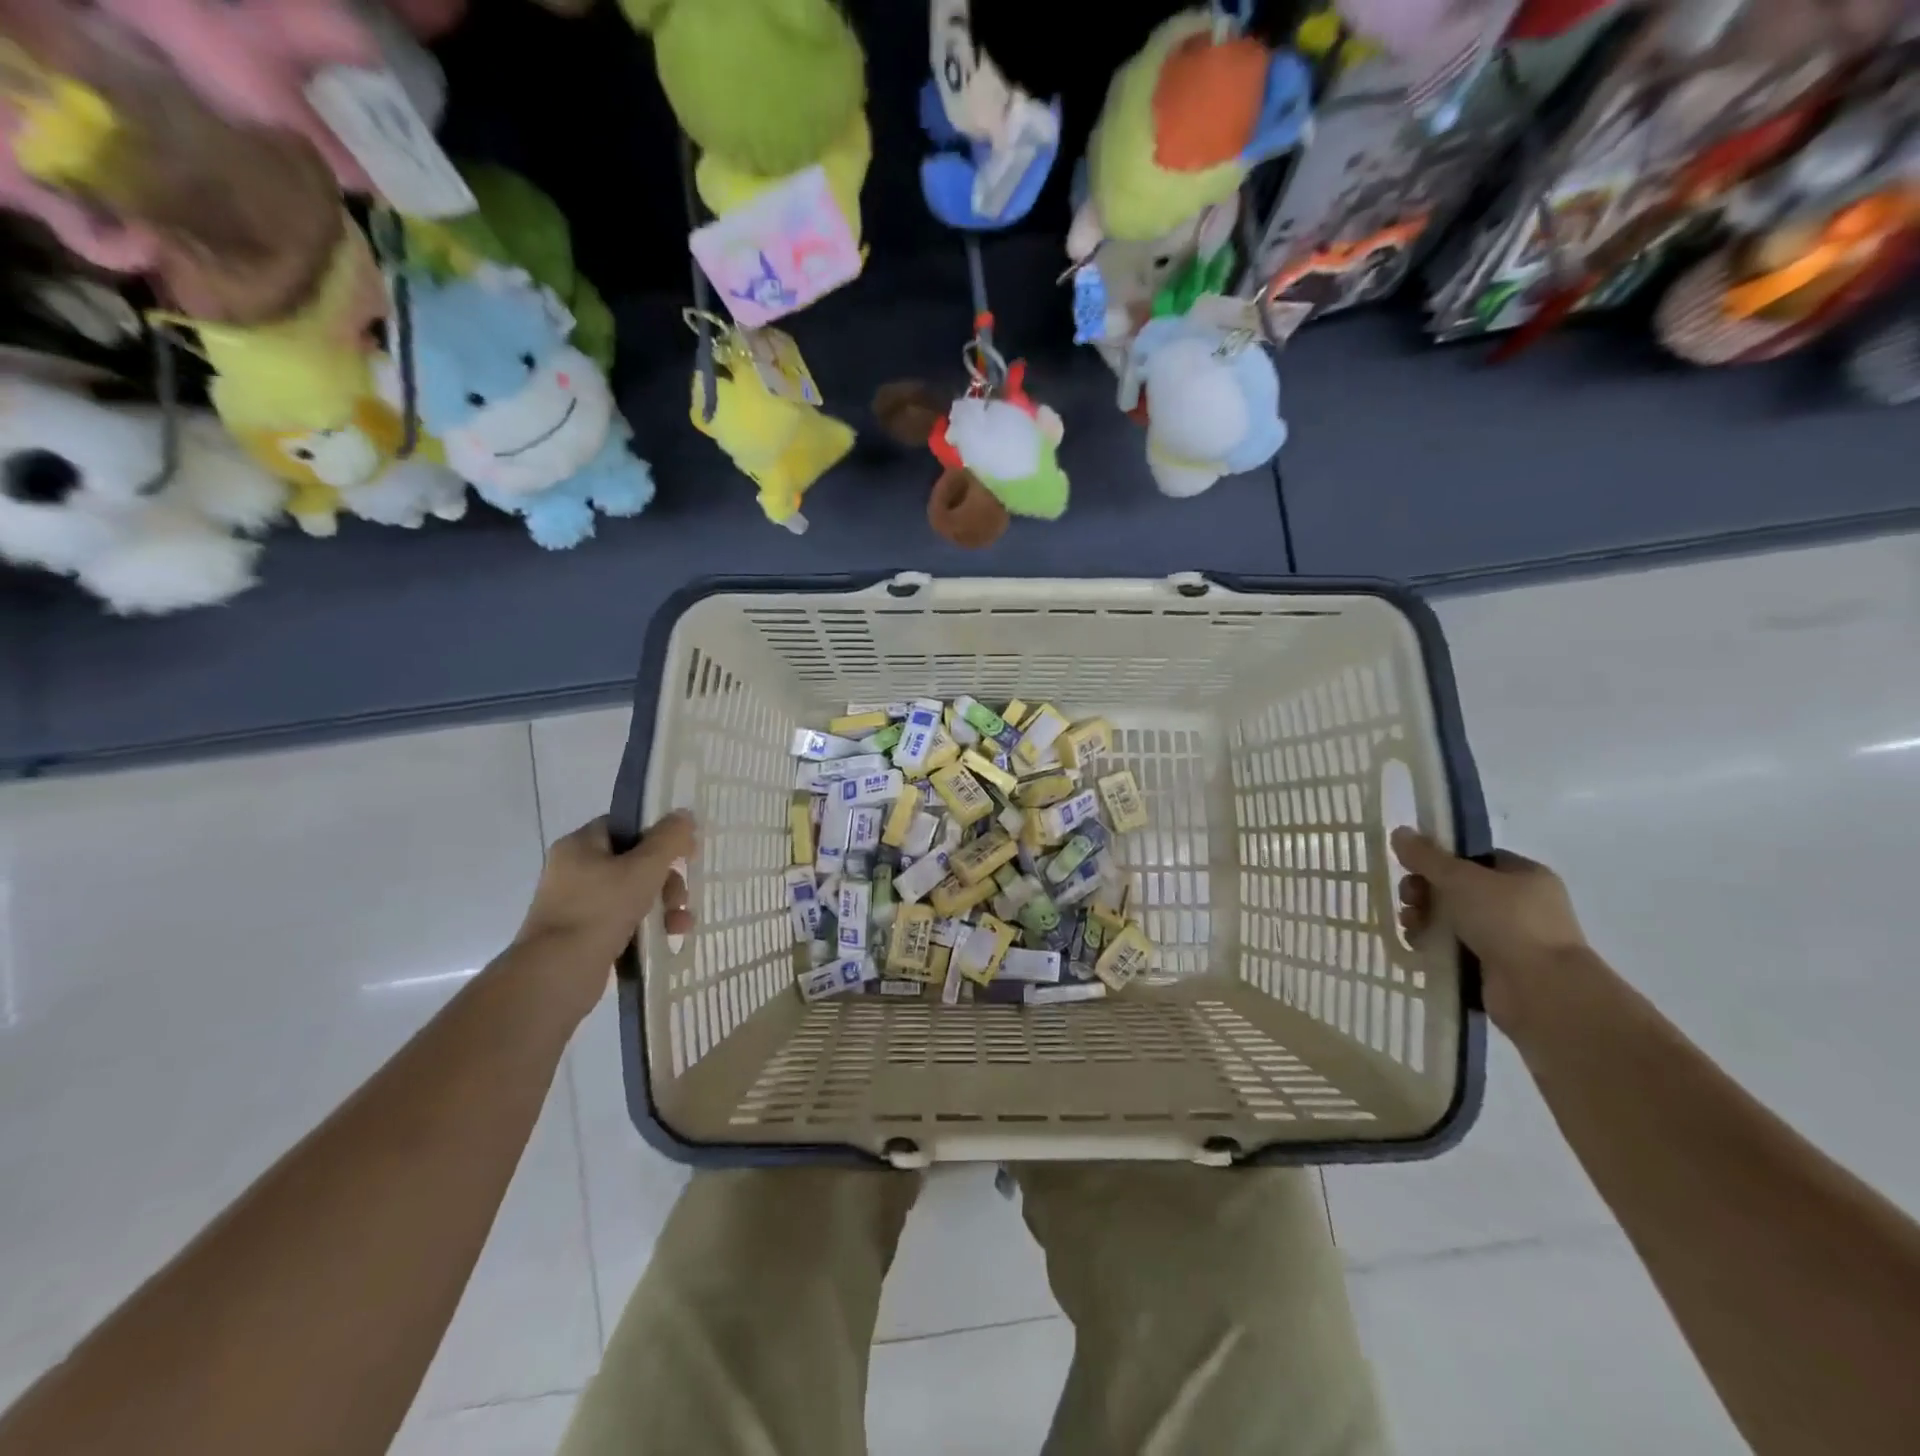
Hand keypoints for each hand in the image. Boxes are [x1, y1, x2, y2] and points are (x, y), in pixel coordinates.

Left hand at [513, 813, 694, 1017]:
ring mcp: (577, 904)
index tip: (683, 851)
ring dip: (664, 905)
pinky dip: (648, 925)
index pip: (625, 826)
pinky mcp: (583, 934)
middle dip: (666, 879)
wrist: (556, 974)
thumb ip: (669, 838)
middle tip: (681, 896)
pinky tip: (668, 937)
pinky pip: (624, 919)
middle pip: (634, 861)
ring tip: (680, 924)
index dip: (657, 834)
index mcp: (580, 845)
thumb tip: (684, 814)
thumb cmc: (600, 910)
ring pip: (633, 893)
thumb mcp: (644, 868)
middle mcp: (574, 870)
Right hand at [1391, 829, 1587, 1031]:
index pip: (1474, 858)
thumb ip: (1426, 856)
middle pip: (1457, 888)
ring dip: (1424, 918)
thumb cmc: (1506, 921)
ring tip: (1411, 925)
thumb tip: (1399, 832)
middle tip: (1409, 898)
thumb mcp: (1460, 878)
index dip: (1440, 860)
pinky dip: (1433, 945)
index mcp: (1524, 876)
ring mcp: (1509, 938)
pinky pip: (1454, 947)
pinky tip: (1419, 946)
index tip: (1414, 867)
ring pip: (1451, 919)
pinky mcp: (1494, 967)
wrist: (1540, 990)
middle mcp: (1520, 905)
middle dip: (1425, 891)